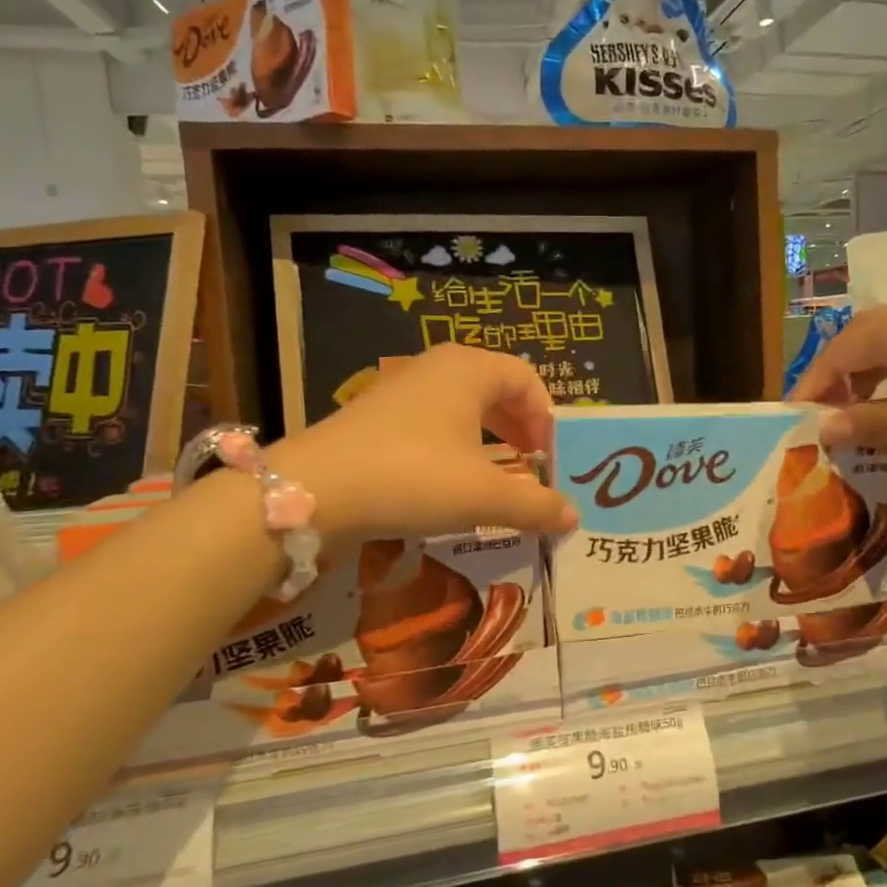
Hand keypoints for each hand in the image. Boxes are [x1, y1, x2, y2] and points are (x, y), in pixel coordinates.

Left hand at [276, 344, 577, 547]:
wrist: (313, 491)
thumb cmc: (413, 477)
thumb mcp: (483, 495)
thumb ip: (535, 505)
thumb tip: (573, 518)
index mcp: (469, 370)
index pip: (526, 378)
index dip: (546, 417)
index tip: (550, 458)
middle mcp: (437, 368)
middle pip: (496, 389)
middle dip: (520, 428)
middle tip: (532, 465)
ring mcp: (402, 389)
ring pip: (463, 406)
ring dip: (490, 438)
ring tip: (500, 475)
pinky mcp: (377, 417)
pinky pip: (434, 421)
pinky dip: (457, 445)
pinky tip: (454, 480)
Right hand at [792, 304, 886, 459]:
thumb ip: (873, 422)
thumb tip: (823, 429)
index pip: (835, 355)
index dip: (811, 387)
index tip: (795, 421)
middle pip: (855, 342)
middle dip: (834, 379)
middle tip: (826, 418)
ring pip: (884, 343)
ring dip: (863, 375)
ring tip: (859, 414)